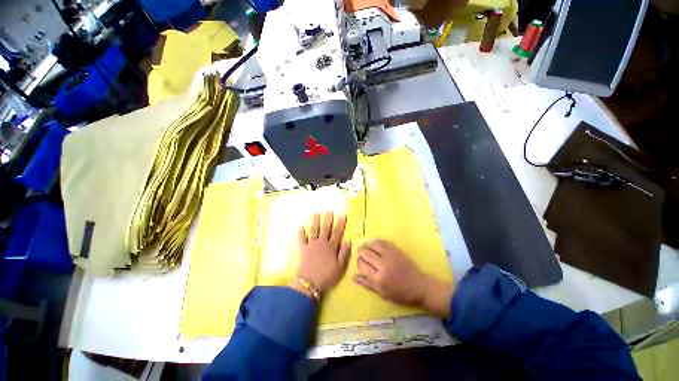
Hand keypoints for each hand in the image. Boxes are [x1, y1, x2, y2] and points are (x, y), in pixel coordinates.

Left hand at [295, 212, 351, 294]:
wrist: (310, 283)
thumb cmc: (327, 276)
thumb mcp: (340, 267)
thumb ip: (344, 253)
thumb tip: (348, 241)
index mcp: (331, 247)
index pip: (337, 233)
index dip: (340, 224)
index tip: (343, 216)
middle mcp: (321, 243)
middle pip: (325, 228)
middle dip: (328, 219)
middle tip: (329, 210)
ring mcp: (311, 245)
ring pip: (314, 230)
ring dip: (315, 221)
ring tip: (316, 213)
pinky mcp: (303, 249)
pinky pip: (301, 239)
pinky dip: (301, 233)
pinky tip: (300, 226)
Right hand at [354, 240, 453, 317]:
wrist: (419, 286)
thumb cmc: (400, 293)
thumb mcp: (382, 293)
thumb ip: (367, 283)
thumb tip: (353, 276)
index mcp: (379, 278)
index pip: (362, 265)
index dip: (358, 262)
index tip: (358, 261)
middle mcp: (383, 265)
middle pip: (366, 253)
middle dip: (360, 251)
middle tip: (359, 252)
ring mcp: (390, 255)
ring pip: (374, 245)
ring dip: (367, 244)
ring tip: (365, 246)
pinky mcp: (396, 250)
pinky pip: (383, 242)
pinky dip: (377, 241)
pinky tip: (374, 243)